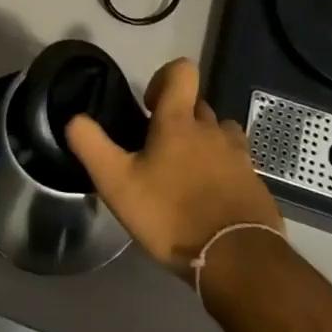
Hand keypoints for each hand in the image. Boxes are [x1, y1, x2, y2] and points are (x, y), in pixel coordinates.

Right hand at [66, 57, 282, 277]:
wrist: (237, 260)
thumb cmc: (171, 215)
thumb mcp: (117, 184)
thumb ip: (91, 145)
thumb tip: (75, 119)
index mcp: (180, 121)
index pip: (182, 71)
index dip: (164, 78)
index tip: (149, 108)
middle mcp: (213, 129)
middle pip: (198, 106)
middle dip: (179, 119)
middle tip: (158, 152)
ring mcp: (239, 156)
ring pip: (220, 133)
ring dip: (204, 144)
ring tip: (185, 175)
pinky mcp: (256, 183)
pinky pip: (236, 165)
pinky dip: (222, 173)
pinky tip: (207, 202)